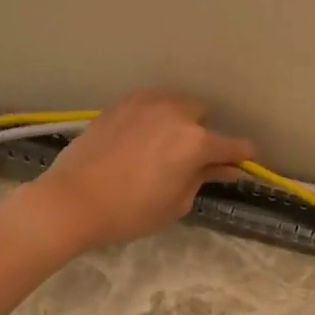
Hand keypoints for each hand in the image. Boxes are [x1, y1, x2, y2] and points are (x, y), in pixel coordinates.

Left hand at [21, 89, 254, 252]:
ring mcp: (145, 104)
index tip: (242, 165)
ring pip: (175, 103)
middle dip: (203, 135)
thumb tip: (225, 169)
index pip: (234, 146)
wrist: (72, 201)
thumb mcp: (176, 203)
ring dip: (179, 121)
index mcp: (195, 142)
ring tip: (164, 145)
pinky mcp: (120, 104)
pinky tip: (142, 137)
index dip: (242, 157)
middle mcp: (175, 113)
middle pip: (203, 116)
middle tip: (190, 161)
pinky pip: (150, 103)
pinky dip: (154, 116)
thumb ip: (203, 179)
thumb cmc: (130, 212)